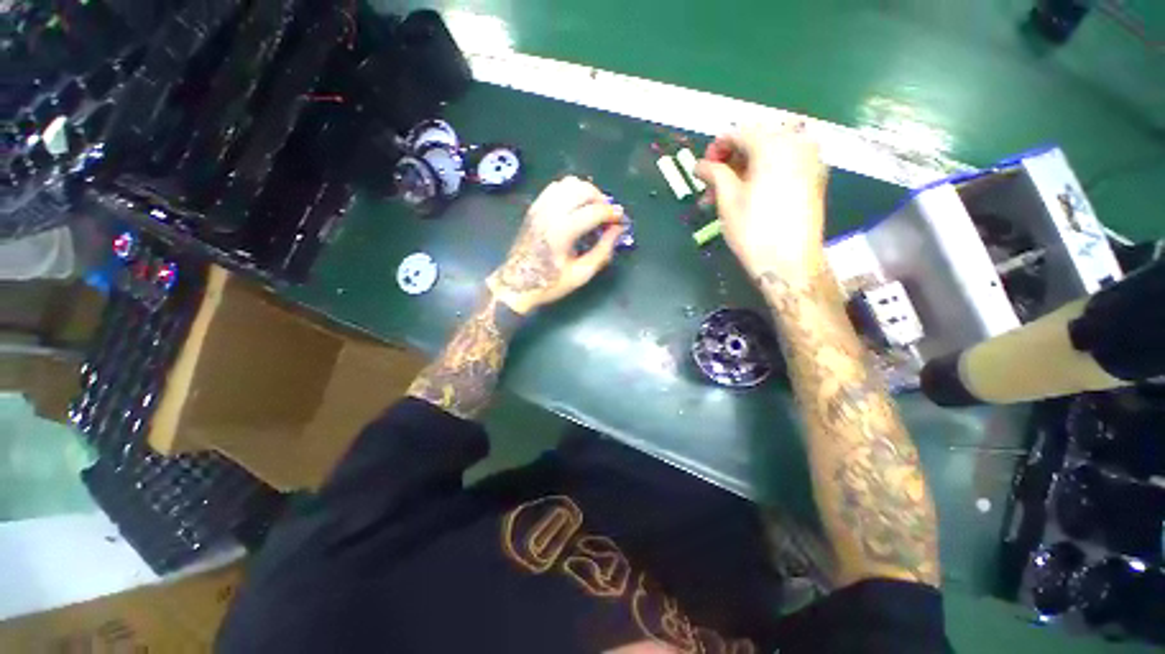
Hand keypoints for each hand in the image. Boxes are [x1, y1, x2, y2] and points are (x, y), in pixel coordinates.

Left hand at [487, 176, 624, 314]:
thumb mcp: (581, 274)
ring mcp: (540, 207)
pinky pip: (555, 187)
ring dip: (586, 192)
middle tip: (608, 215)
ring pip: (569, 183)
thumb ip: (603, 251)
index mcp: (563, 231)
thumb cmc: (550, 283)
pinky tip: (576, 206)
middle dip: (601, 199)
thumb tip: (617, 231)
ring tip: (593, 208)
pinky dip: (570, 191)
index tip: (620, 220)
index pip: (595, 211)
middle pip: (583, 189)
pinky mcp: (534, 208)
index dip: (612, 214)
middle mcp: (551, 213)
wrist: (517, 284)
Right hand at [695, 123, 828, 280]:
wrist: (790, 262)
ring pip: (769, 155)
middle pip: (755, 142)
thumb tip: (700, 164)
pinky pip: (783, 165)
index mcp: (774, 144)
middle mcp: (797, 143)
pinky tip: (748, 196)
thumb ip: (714, 173)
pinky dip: (762, 175)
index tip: (702, 169)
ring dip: (743, 171)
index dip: (715, 148)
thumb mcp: (728, 199)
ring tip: (724, 197)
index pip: (738, 133)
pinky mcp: (815, 178)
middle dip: (729, 162)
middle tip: (711, 187)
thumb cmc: (754, 230)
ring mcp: (810, 160)